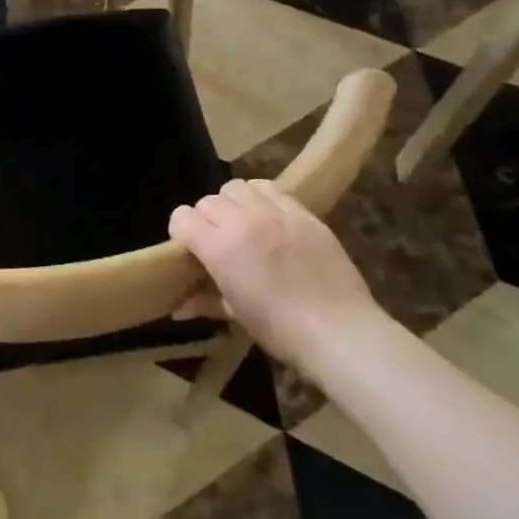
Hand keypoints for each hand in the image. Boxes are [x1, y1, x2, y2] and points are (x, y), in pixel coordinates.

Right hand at [168, 179, 390, 375]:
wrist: (341, 331)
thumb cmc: (281, 330)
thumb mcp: (236, 315)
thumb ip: (204, 301)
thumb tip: (177, 308)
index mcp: (220, 248)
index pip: (182, 217)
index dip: (181, 232)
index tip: (191, 249)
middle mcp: (243, 221)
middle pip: (208, 201)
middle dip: (206, 219)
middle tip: (218, 241)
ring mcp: (276, 213)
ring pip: (237, 187)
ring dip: (232, 203)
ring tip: (243, 223)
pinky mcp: (304, 213)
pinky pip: (272, 189)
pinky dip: (262, 198)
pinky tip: (270, 220)